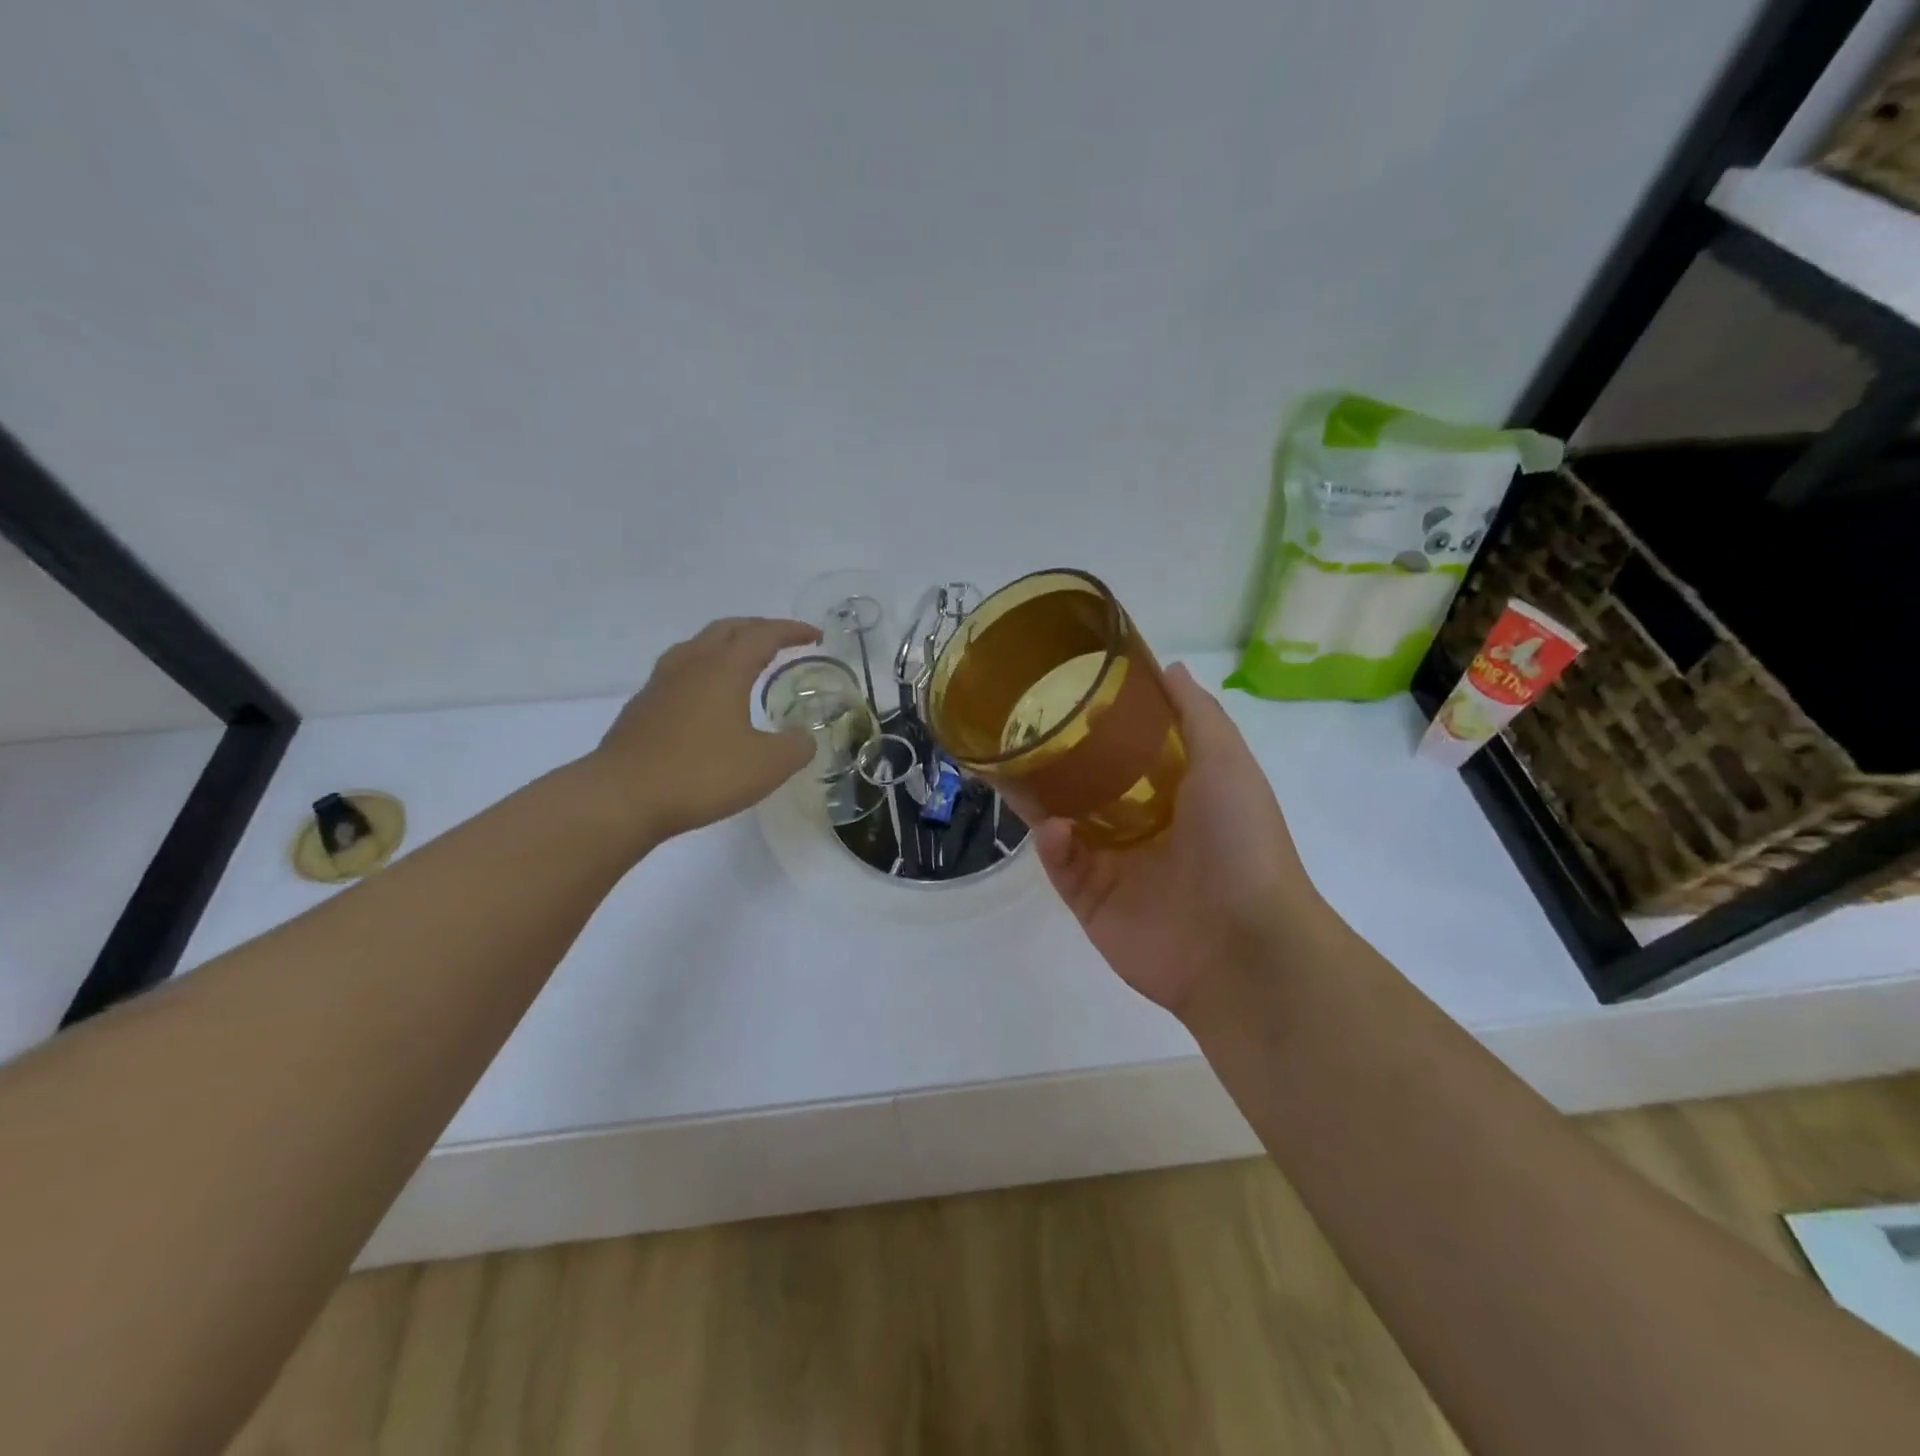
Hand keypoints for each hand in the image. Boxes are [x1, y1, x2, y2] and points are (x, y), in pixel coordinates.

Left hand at [588, 617, 820, 841]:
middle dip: (759, 629)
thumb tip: (803, 737)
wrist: (621, 797)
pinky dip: (705, 671)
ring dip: (727, 646)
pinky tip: (709, 699)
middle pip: (727, 629)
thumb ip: (796, 746)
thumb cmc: (701, 774)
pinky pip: (680, 671)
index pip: (763, 634)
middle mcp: (691, 665)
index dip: (792, 631)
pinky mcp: (643, 707)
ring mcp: (661, 684)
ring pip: (698, 646)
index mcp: (724, 668)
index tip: (815, 636)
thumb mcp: (767, 765)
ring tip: (744, 663)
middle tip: (782, 642)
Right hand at [1032, 664, 1327, 1017]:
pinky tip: (1050, 829)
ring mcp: (1115, 867)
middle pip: (1090, 787)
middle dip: (1060, 762)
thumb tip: (1169, 667)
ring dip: (1043, 800)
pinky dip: (1051, 845)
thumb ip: (1196, 714)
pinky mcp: (1091, 902)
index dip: (1103, 723)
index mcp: (1177, 794)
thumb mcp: (1226, 762)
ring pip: (1066, 824)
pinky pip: (1061, 867)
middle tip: (1025, 730)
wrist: (1243, 945)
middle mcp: (1144, 827)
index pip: (1131, 752)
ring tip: (1014, 768)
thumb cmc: (1239, 841)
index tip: (1070, 691)